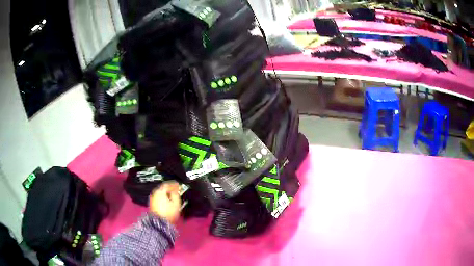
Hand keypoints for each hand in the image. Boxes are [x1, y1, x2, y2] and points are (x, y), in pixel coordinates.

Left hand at [149, 181, 181, 223]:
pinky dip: (163, 197)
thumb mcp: (176, 203)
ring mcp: (152, 199)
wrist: (159, 222)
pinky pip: (158, 198)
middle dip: (169, 189)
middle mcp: (155, 193)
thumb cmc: (169, 212)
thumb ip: (176, 194)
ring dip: (166, 193)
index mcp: (160, 191)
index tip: (178, 185)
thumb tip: (175, 190)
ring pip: (160, 193)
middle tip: (176, 190)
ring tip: (172, 196)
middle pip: (163, 188)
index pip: (167, 184)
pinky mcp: (152, 204)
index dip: (174, 184)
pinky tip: (167, 201)